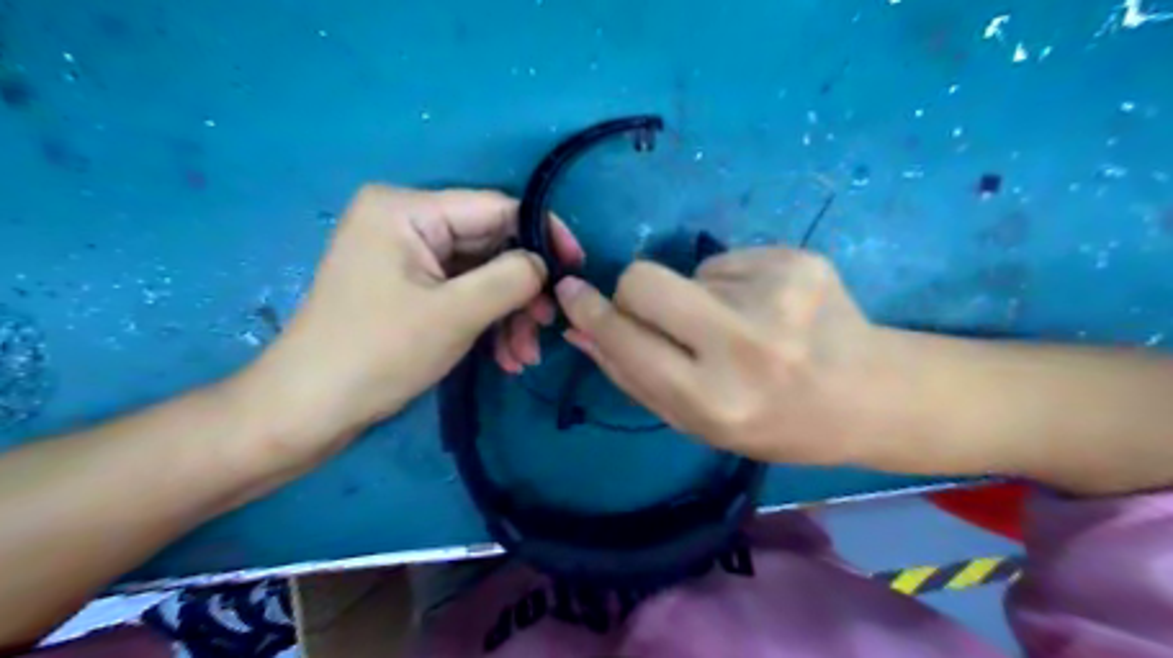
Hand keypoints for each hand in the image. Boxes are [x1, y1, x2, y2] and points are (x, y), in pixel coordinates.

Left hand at [236, 185, 580, 466]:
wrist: (309, 410)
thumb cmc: (378, 353)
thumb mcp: (456, 313)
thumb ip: (512, 278)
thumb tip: (545, 264)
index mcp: (407, 209)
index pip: (497, 208)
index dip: (543, 236)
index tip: (576, 270)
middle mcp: (406, 221)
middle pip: (490, 245)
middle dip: (523, 292)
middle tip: (546, 329)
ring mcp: (406, 256)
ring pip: (481, 275)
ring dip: (508, 315)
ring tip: (523, 358)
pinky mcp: (408, 286)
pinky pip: (462, 293)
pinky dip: (486, 323)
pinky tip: (504, 358)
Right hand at [557, 246, 900, 466]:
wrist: (871, 396)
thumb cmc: (777, 424)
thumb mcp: (700, 422)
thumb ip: (634, 377)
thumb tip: (580, 331)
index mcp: (713, 398)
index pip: (626, 339)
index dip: (590, 313)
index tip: (570, 292)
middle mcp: (743, 343)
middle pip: (643, 280)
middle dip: (634, 293)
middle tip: (663, 315)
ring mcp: (776, 293)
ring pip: (687, 272)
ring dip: (697, 298)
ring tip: (742, 326)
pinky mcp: (798, 259)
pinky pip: (727, 261)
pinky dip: (733, 284)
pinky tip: (768, 309)